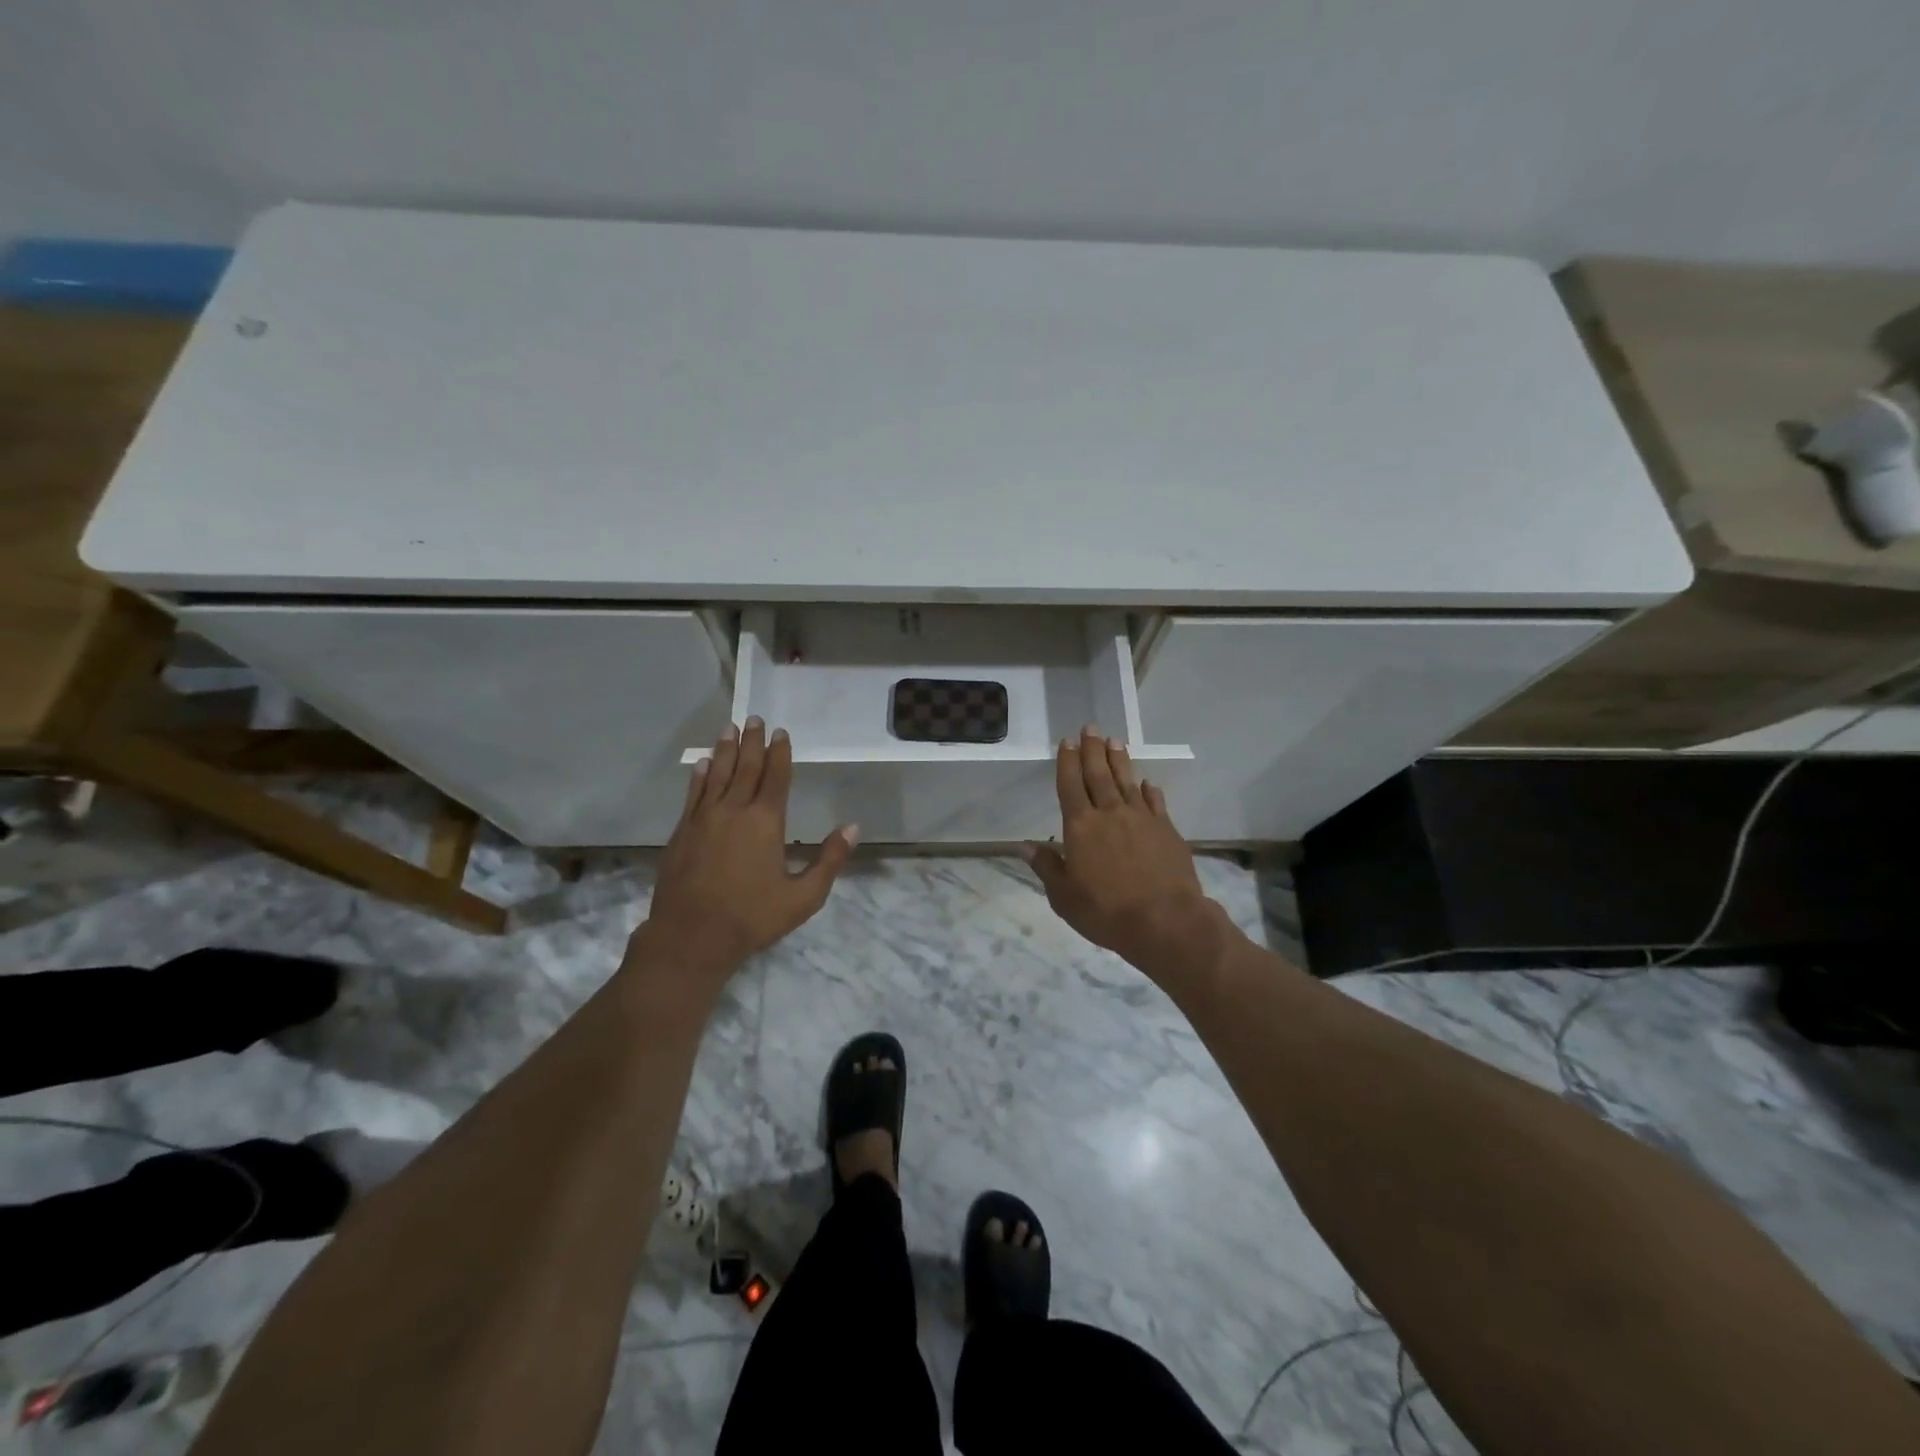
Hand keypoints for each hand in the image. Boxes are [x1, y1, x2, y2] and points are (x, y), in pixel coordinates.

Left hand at [636, 719, 857, 983]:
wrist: (691, 936)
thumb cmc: (752, 918)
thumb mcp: (803, 897)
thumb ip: (829, 860)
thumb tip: (853, 827)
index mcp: (765, 822)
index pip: (776, 777)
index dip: (781, 753)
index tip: (782, 732)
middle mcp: (734, 811)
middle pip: (746, 767)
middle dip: (753, 742)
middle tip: (755, 718)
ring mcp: (704, 819)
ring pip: (717, 775)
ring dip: (725, 750)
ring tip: (729, 728)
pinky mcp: (683, 832)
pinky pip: (694, 794)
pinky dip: (699, 776)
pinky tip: (702, 764)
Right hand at [1024, 726, 1219, 982]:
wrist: (1166, 921)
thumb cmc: (1106, 911)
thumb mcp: (1064, 897)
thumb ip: (1047, 867)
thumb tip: (1025, 844)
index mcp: (1081, 827)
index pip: (1070, 785)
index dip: (1067, 762)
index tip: (1066, 741)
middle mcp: (1110, 813)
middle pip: (1099, 774)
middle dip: (1092, 750)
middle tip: (1090, 727)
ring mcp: (1142, 819)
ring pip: (1127, 781)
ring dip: (1119, 760)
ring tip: (1115, 741)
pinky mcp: (1167, 830)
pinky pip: (1155, 802)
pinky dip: (1148, 790)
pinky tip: (1146, 783)